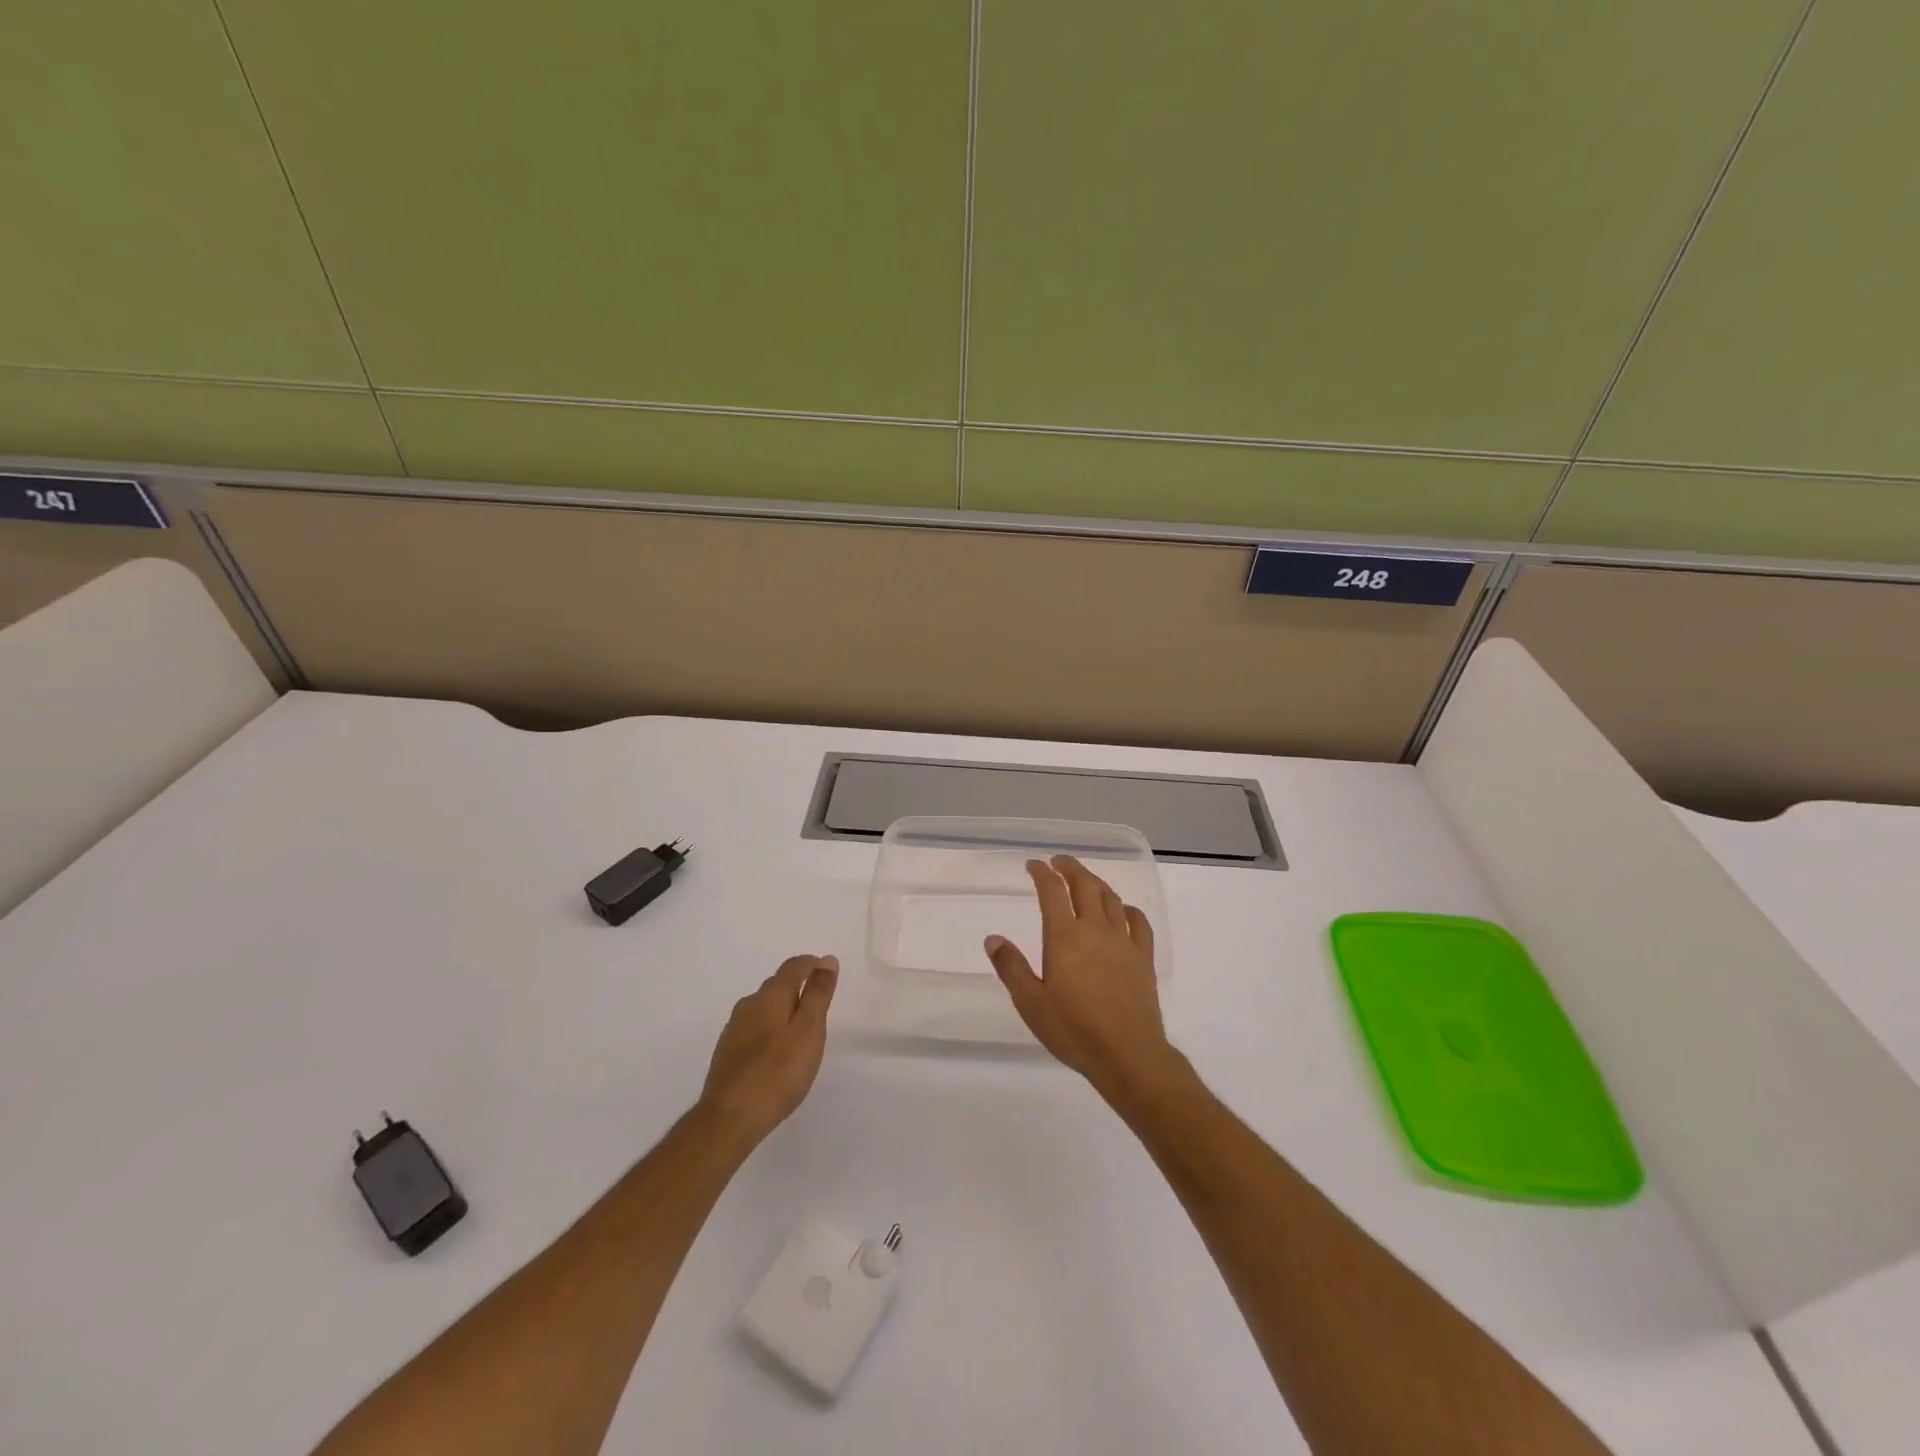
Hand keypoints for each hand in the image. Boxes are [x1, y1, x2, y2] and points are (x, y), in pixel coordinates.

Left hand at [700, 955, 837, 1143]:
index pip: (793, 967)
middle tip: (818, 1001)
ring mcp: (734, 1029)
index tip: (827, 971)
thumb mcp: (809, 1030)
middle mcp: (749, 1005)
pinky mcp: (726, 1053)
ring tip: (799, 1027)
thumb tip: (826, 960)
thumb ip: (818, 994)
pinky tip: (774, 1050)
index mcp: (771, 996)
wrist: (730, 1118)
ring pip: (762, 1007)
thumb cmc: (778, 1072)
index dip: (812, 964)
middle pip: (776, 985)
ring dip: (782, 1009)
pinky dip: (768, 1029)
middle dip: (798, 986)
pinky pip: (753, 1028)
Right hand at [986, 857, 1185, 1107]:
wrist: (1128, 1054)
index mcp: (1064, 936)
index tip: (1033, 865)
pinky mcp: (1143, 957)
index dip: (1042, 873)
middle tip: (1058, 862)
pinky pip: (1138, 922)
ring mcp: (1123, 941)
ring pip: (1110, 898)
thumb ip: (1011, 967)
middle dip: (1070, 868)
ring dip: (1095, 882)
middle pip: (1085, 885)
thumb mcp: (1031, 1002)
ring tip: (1085, 880)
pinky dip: (1127, 909)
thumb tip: (993, 938)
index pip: (1052, 891)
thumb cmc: (1073, 1030)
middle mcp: (1095, 929)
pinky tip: (1123, 911)